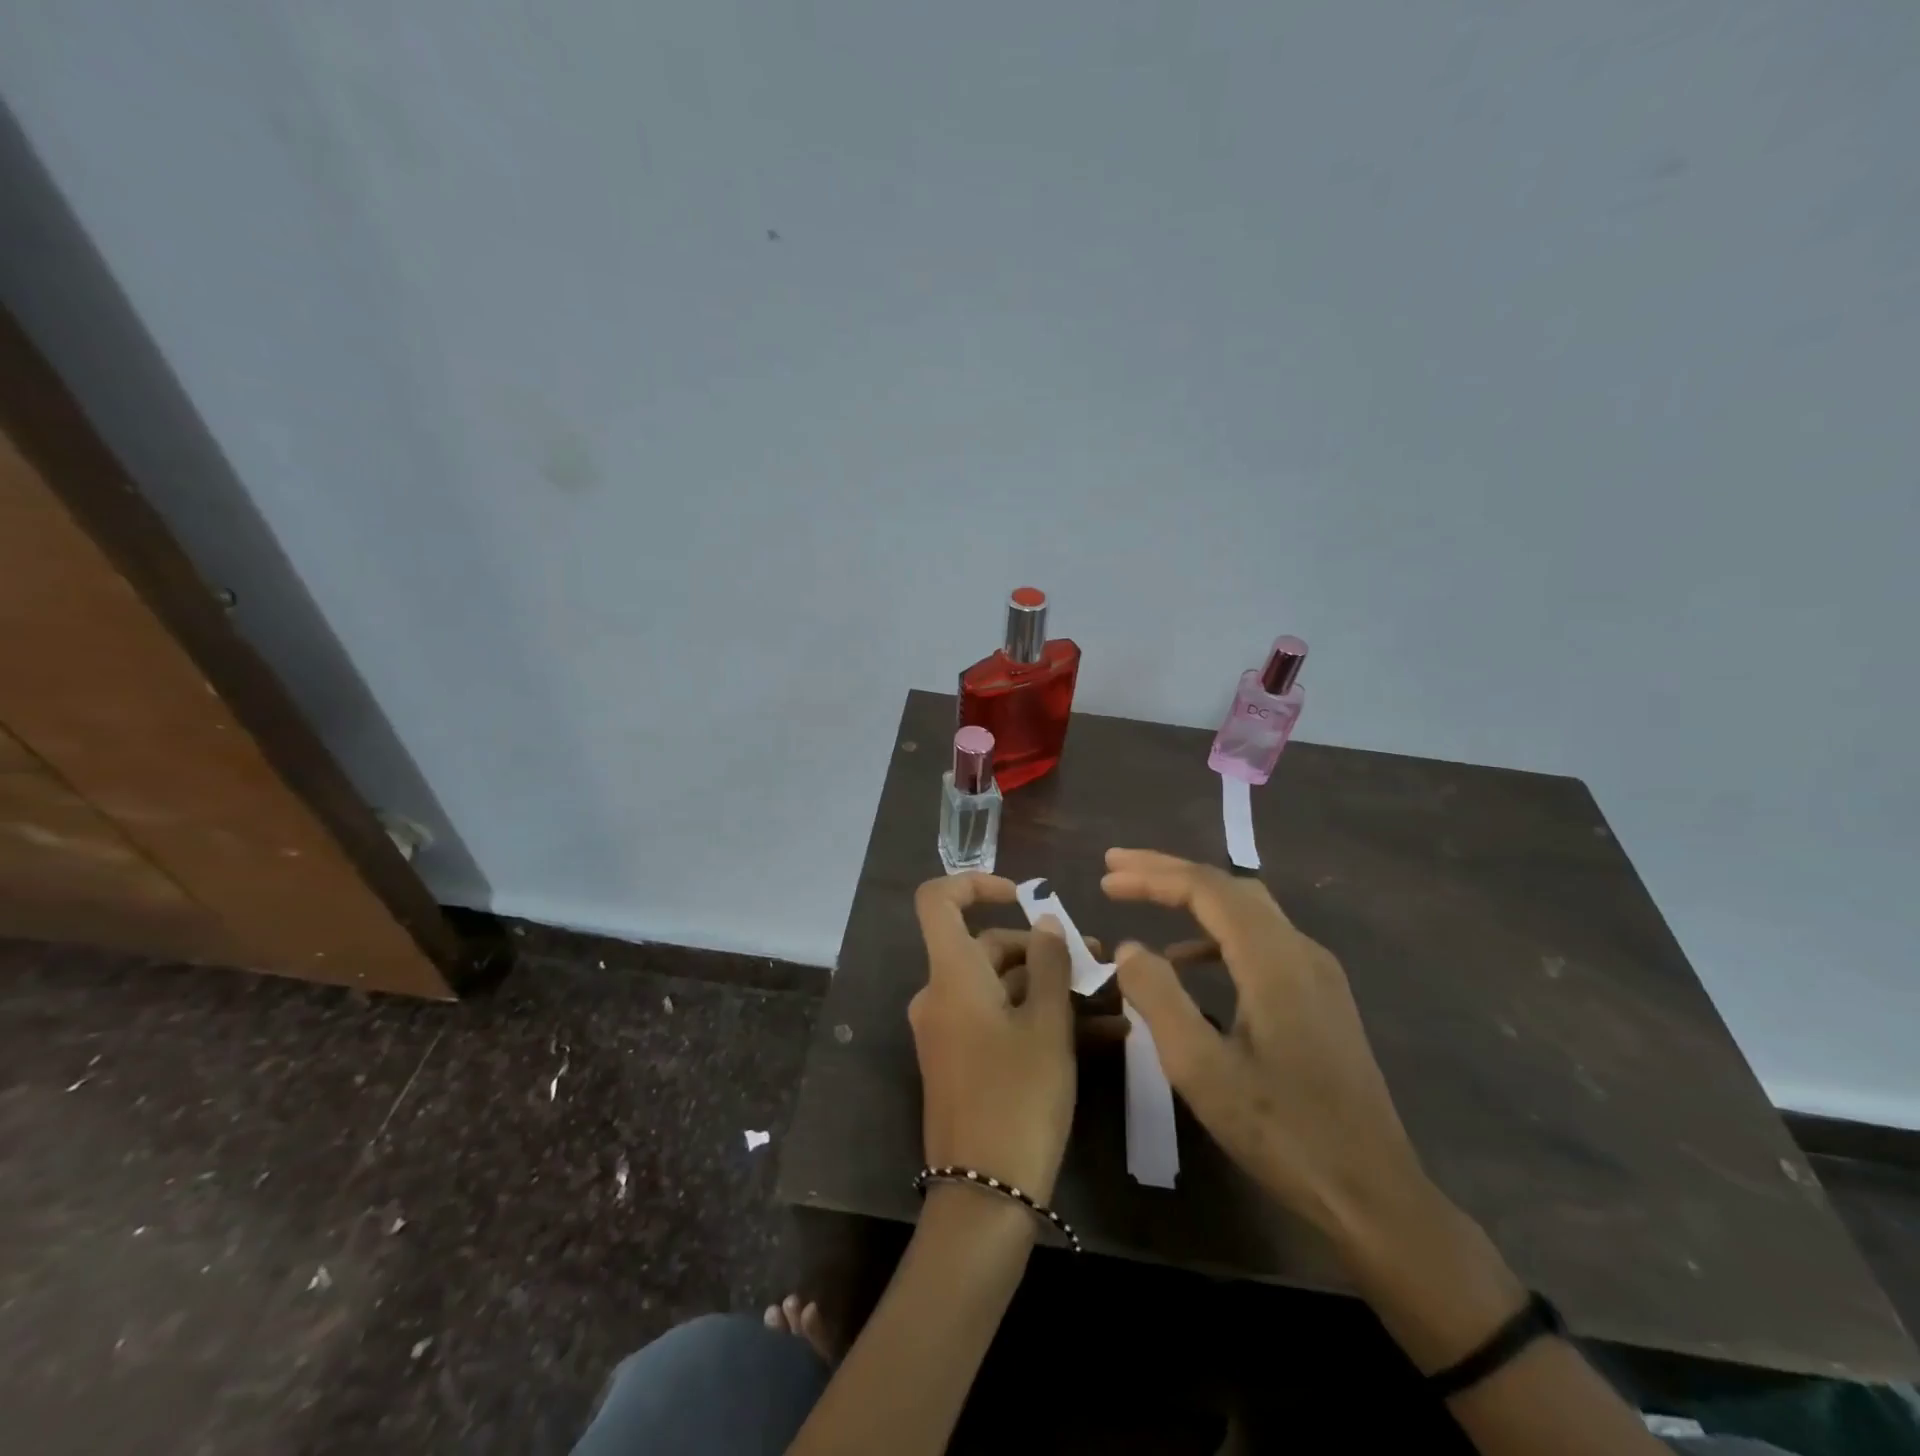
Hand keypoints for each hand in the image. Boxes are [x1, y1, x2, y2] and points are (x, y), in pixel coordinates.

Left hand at [909, 874, 1076, 1202]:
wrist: (983, 1196)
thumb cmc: (1019, 1099)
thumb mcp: (1048, 1027)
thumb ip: (1050, 965)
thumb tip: (1045, 922)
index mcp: (951, 975)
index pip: (937, 901)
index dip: (975, 885)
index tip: (1021, 896)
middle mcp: (940, 995)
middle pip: (985, 947)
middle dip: (1042, 949)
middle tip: (1098, 961)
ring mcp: (947, 1030)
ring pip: (999, 987)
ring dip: (1050, 987)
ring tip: (1109, 999)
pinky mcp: (959, 1060)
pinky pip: (996, 1020)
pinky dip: (1035, 1017)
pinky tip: (1095, 1032)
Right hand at [1101, 849, 1424, 1236]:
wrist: (1374, 1196)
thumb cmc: (1282, 1133)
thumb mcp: (1200, 1068)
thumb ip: (1158, 997)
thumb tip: (1130, 948)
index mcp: (1274, 959)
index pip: (1206, 889)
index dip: (1152, 876)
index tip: (1105, 879)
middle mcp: (1300, 950)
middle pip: (1228, 887)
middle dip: (1169, 872)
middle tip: (1117, 869)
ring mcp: (1317, 973)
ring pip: (1247, 910)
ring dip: (1193, 898)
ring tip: (1144, 901)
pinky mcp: (1320, 997)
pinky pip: (1260, 941)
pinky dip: (1216, 934)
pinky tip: (1187, 961)